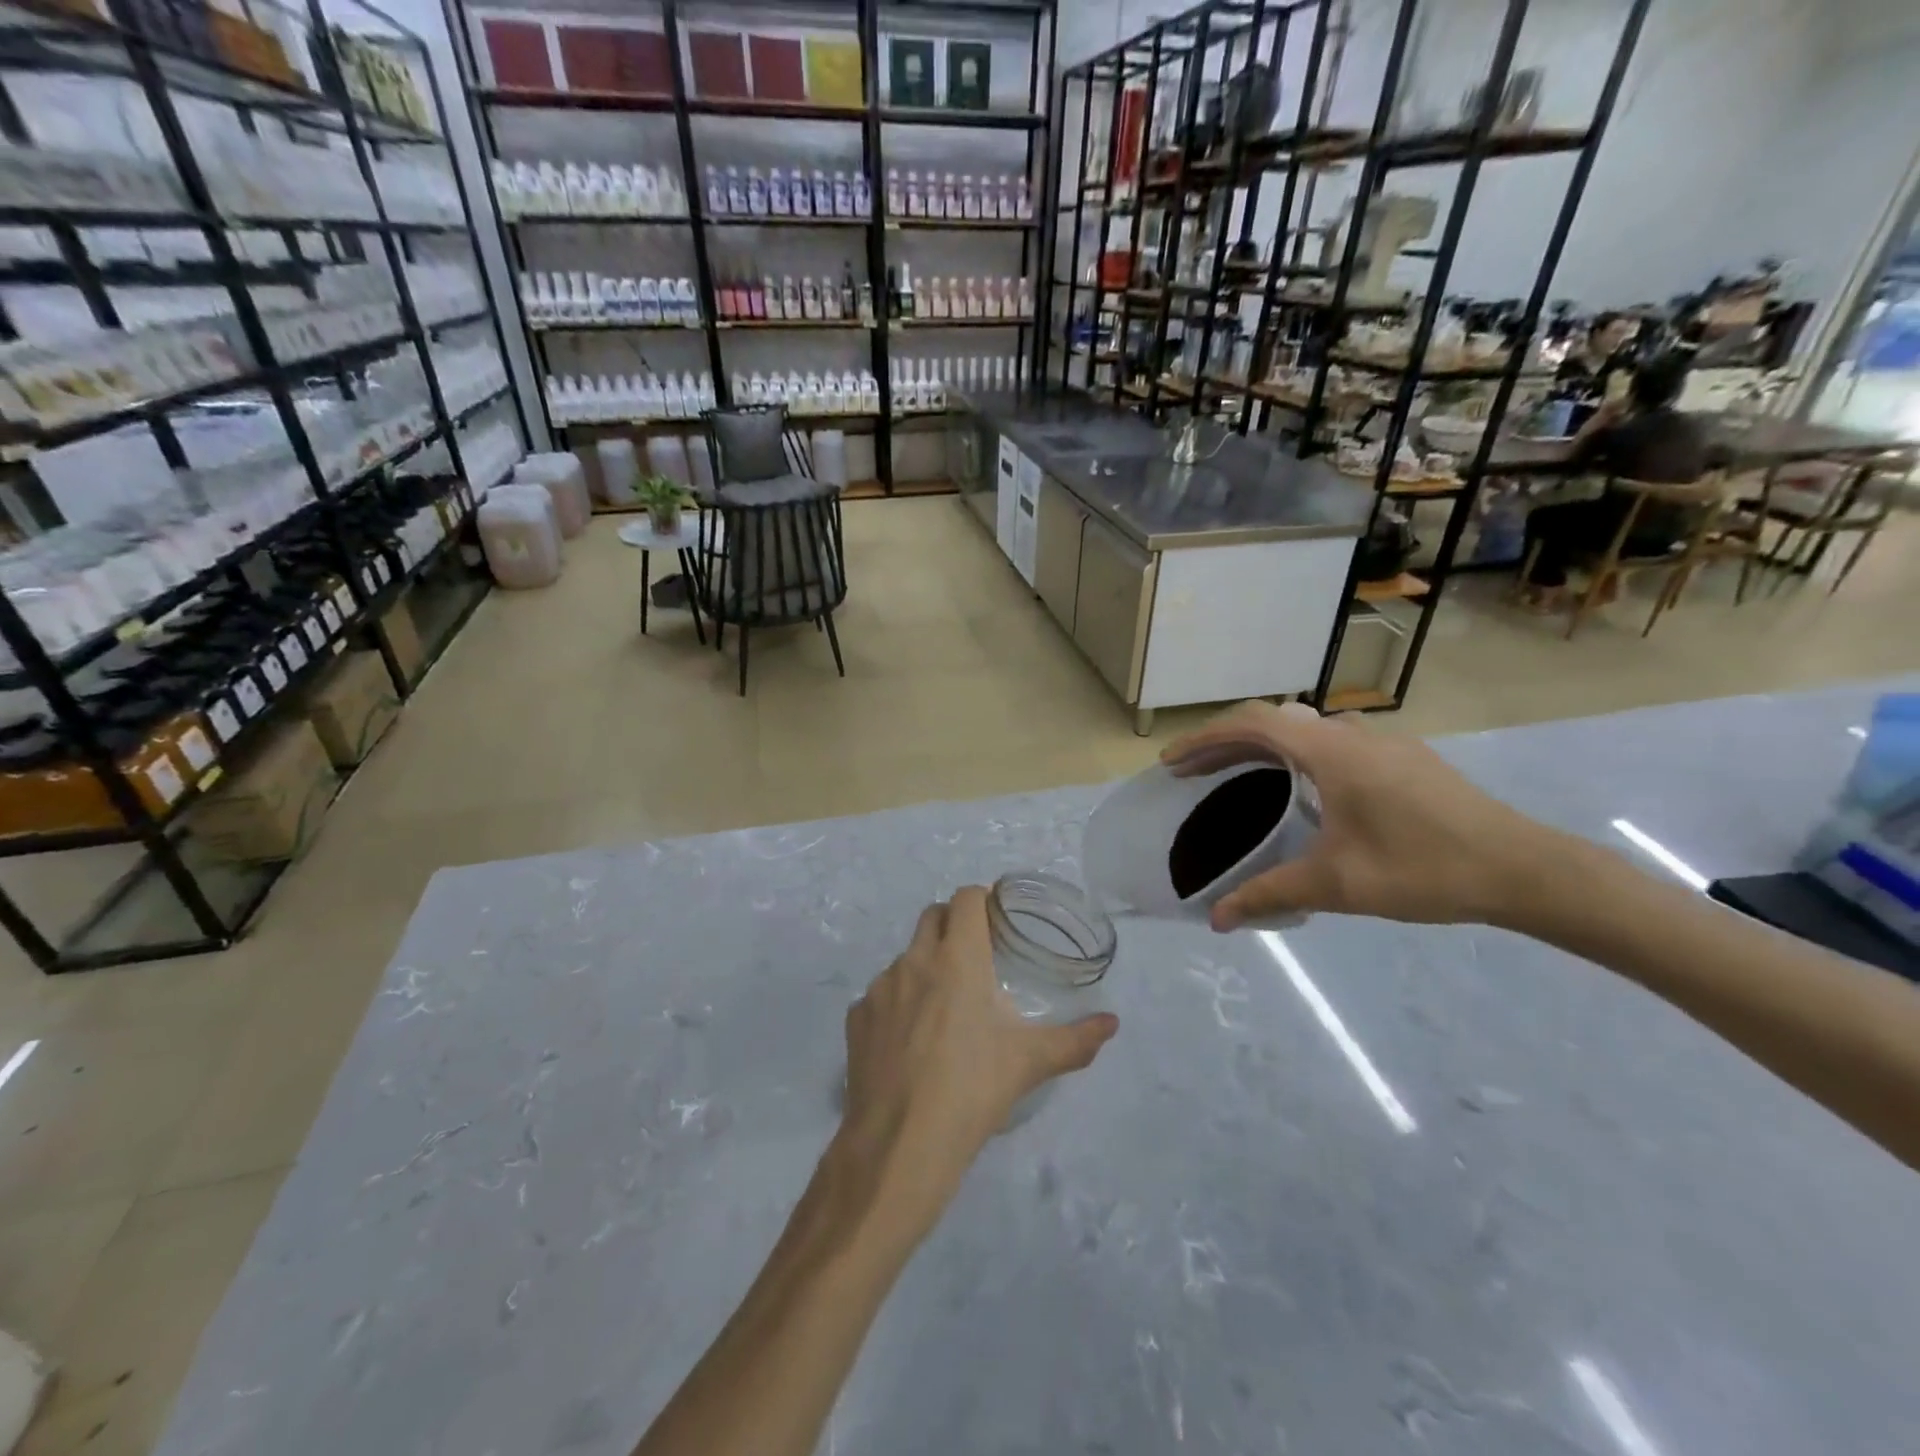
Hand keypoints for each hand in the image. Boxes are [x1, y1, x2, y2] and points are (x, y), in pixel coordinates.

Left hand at [841, 888, 1117, 1209]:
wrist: (900, 1144)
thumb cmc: (972, 1090)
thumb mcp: (1030, 1063)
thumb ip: (1075, 1040)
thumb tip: (1111, 1024)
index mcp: (958, 959)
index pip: (966, 899)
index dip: (982, 900)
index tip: (996, 918)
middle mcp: (915, 961)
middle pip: (933, 915)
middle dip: (953, 923)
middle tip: (975, 955)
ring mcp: (879, 988)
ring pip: (905, 957)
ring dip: (925, 966)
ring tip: (944, 1008)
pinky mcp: (856, 1017)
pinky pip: (880, 995)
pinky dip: (898, 1003)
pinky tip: (910, 1042)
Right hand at [1162, 702, 1559, 930]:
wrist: (1524, 869)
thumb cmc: (1423, 869)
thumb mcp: (1338, 885)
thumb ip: (1270, 895)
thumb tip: (1217, 920)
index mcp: (1330, 752)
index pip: (1251, 725)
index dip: (1203, 739)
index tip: (1171, 763)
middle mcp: (1353, 734)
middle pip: (1273, 722)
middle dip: (1225, 743)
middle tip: (1192, 774)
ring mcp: (1384, 742)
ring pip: (1306, 729)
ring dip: (1263, 746)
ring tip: (1239, 777)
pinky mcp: (1405, 758)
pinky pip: (1334, 742)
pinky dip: (1298, 754)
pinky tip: (1304, 791)